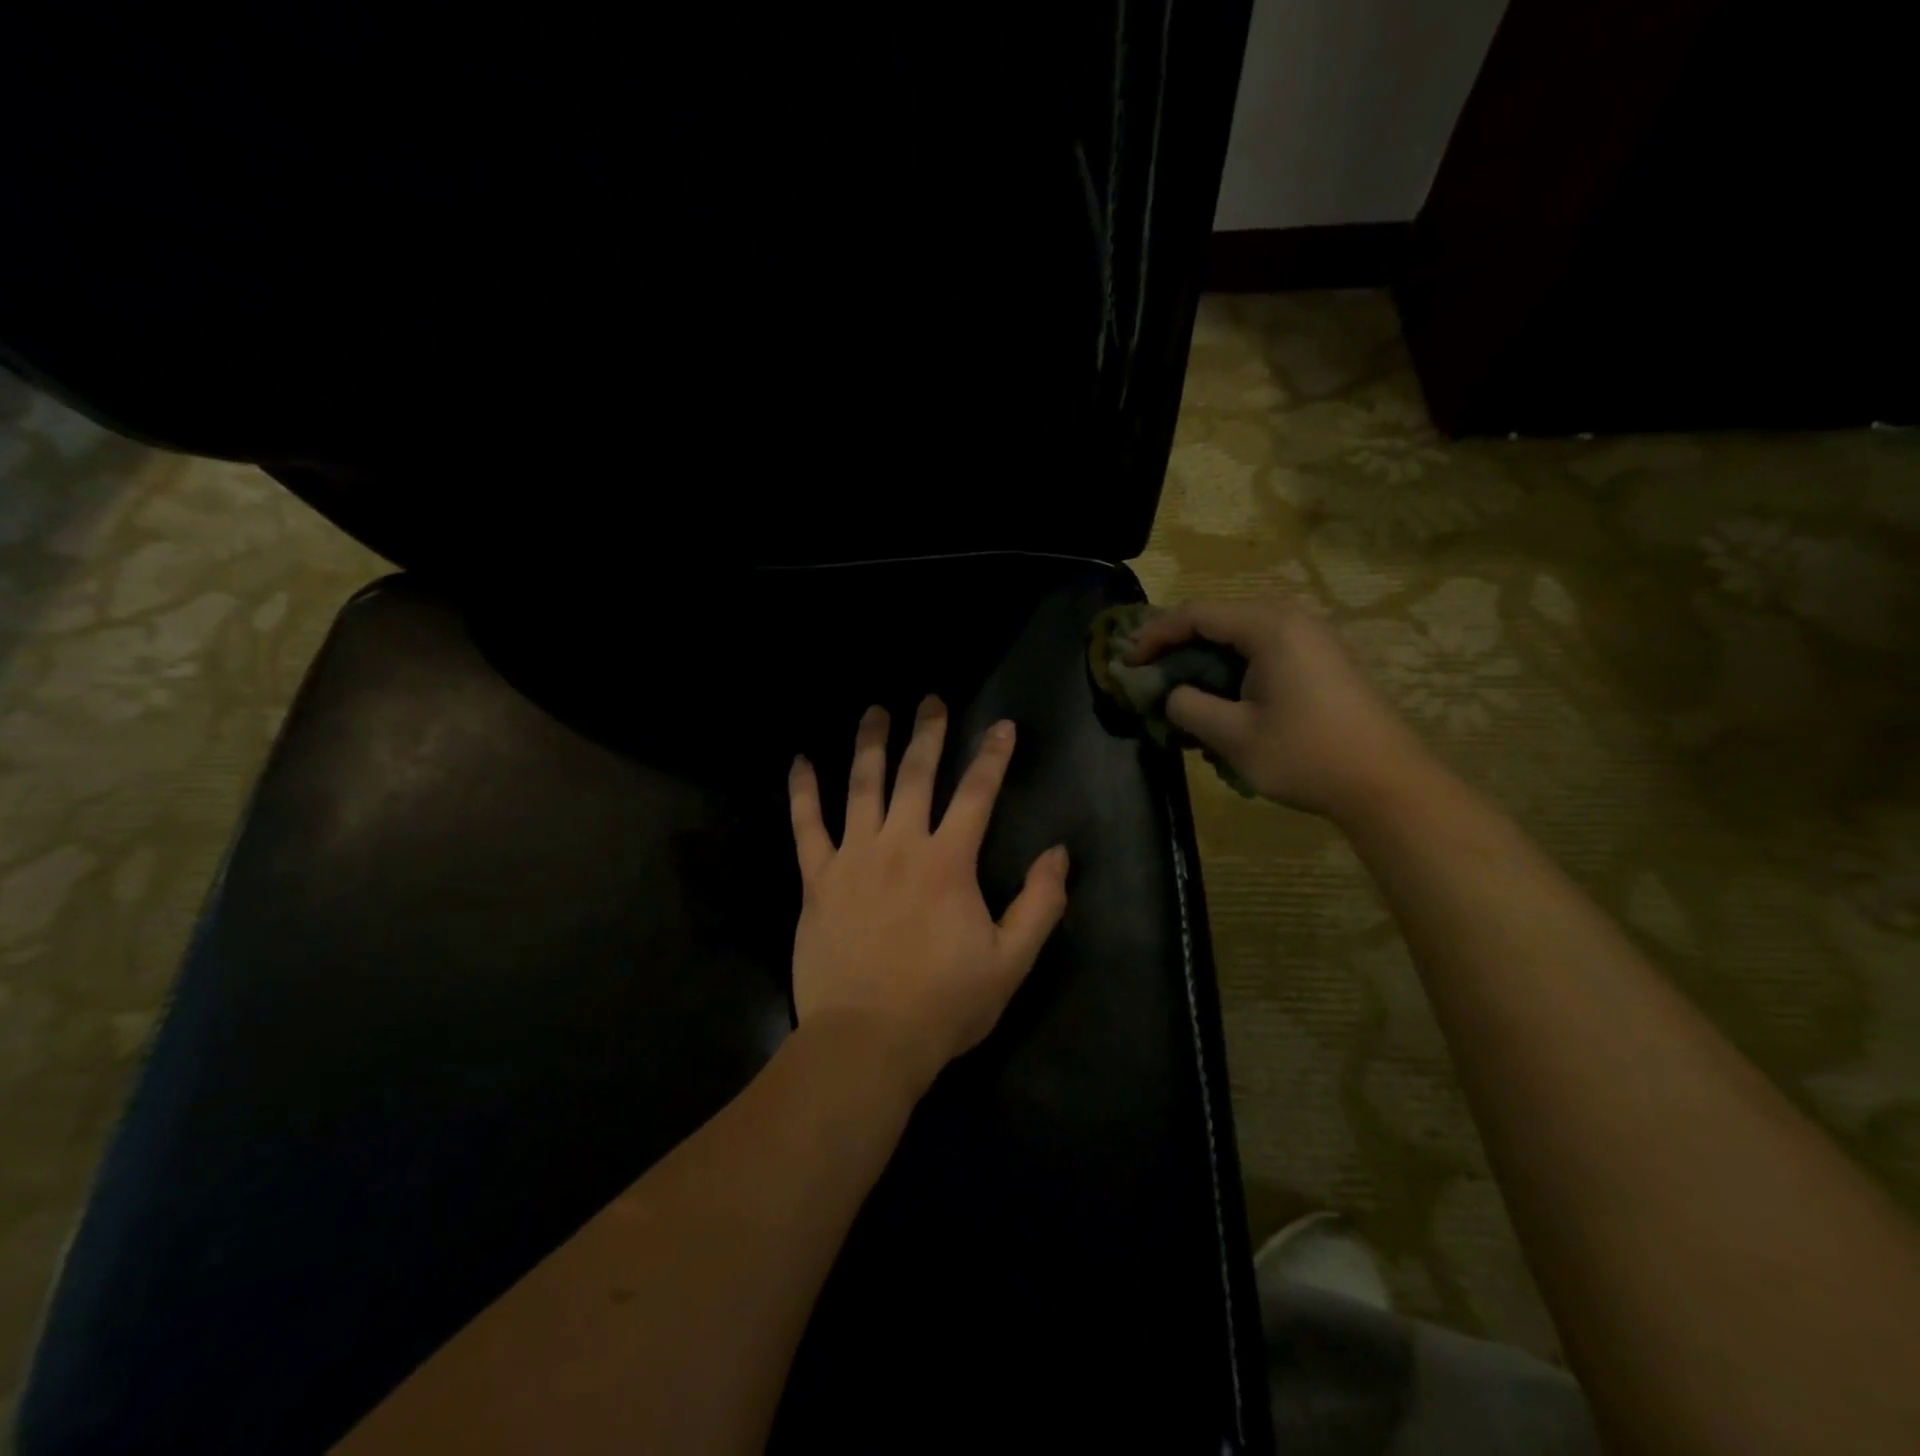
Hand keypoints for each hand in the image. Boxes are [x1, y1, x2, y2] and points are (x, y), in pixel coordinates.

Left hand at [787, 698, 1070, 1096]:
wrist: (866, 1042)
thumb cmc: (943, 1004)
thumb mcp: (1011, 962)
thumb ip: (1040, 904)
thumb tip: (1058, 853)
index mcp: (948, 863)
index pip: (977, 794)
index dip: (993, 756)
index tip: (1002, 726)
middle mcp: (899, 845)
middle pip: (916, 775)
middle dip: (928, 733)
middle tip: (931, 699)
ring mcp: (853, 858)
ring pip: (861, 787)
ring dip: (869, 744)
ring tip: (875, 711)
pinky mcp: (816, 879)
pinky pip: (806, 826)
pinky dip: (802, 791)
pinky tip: (800, 761)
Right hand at [1128, 598, 1434, 820]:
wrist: (1387, 783)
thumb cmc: (1305, 755)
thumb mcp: (1233, 736)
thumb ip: (1189, 707)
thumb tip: (1174, 695)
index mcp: (1269, 627)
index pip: (1196, 614)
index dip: (1155, 635)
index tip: (1129, 662)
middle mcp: (1293, 620)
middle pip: (1220, 618)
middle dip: (1180, 644)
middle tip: (1151, 672)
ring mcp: (1314, 639)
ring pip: (1244, 635)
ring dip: (1208, 658)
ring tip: (1183, 688)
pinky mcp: (1325, 661)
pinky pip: (1267, 650)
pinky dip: (1236, 668)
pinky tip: (1226, 700)